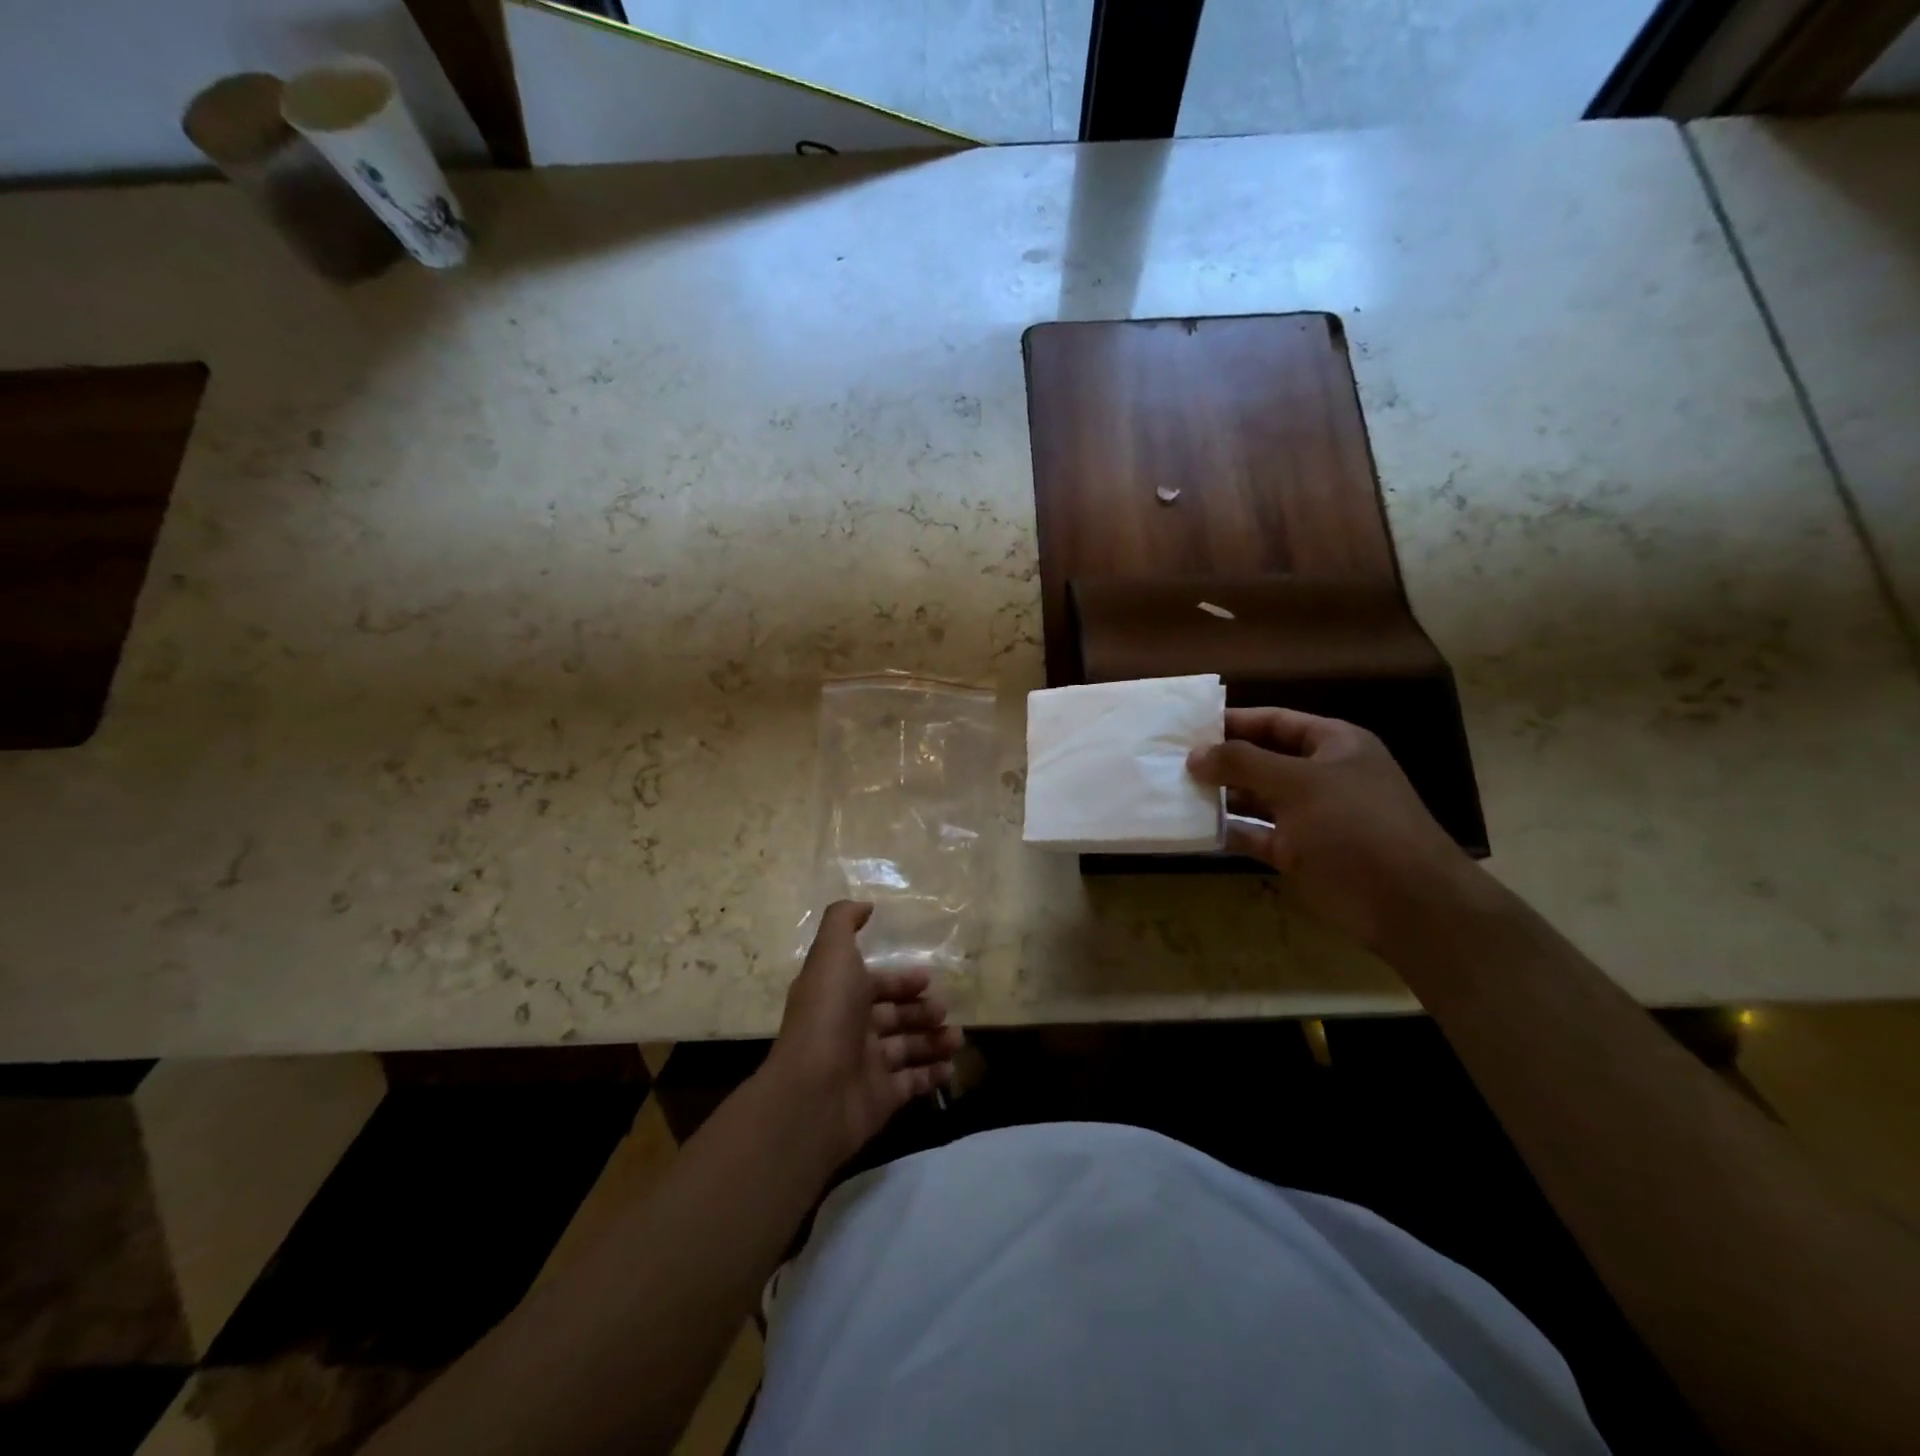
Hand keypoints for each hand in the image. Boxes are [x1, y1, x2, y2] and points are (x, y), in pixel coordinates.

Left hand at [763, 901, 961, 1170]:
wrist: (814, 1093)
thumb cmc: (828, 1015)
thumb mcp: (832, 953)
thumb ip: (843, 921)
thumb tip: (864, 905)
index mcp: (839, 995)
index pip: (874, 984)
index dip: (900, 980)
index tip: (928, 979)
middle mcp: (850, 1029)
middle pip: (893, 1016)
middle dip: (921, 1010)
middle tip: (944, 1010)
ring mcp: (865, 1066)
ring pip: (907, 1048)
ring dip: (934, 1041)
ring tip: (956, 1038)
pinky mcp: (880, 1098)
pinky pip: (912, 1083)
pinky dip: (933, 1074)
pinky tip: (952, 1066)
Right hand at [1187, 709, 1486, 953]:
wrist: (1407, 903)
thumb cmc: (1355, 826)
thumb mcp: (1298, 783)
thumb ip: (1243, 763)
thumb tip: (1195, 755)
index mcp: (1333, 744)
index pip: (1274, 721)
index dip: (1233, 722)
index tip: (1187, 727)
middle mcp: (1321, 776)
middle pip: (1262, 759)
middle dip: (1220, 761)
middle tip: (1170, 761)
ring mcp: (1310, 816)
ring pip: (1255, 798)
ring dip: (1220, 796)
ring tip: (1173, 791)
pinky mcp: (1299, 853)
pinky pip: (1256, 834)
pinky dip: (1229, 831)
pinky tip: (1193, 828)